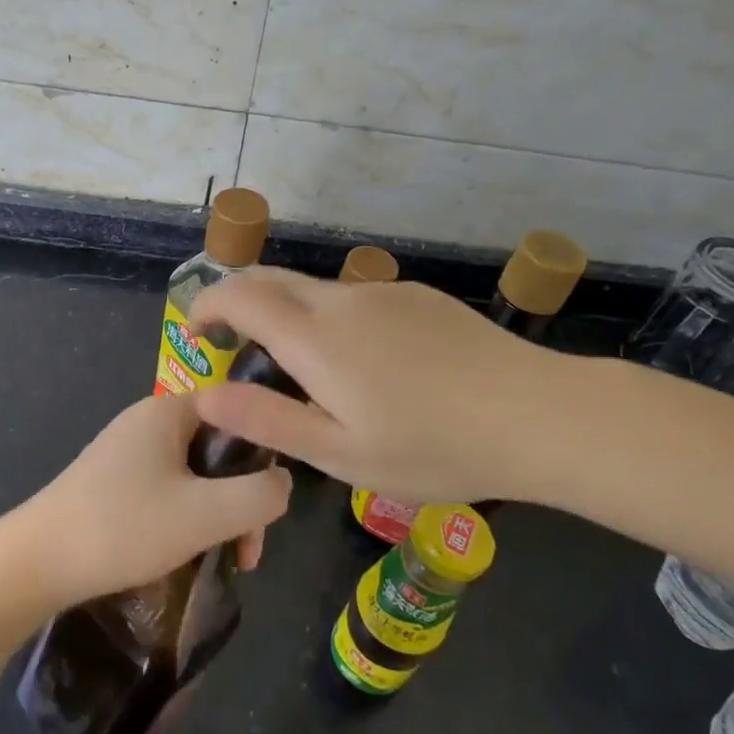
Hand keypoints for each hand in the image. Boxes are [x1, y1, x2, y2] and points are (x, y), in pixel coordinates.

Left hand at [20, 392, 291, 607]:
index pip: (238, 410)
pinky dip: (187, 517)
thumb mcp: (205, 514)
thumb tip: (282, 482)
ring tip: (222, 560)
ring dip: (216, 514)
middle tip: (246, 551)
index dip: (264, 453)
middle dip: (241, 497)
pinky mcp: (113, 481)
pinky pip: (168, 489)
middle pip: (218, 447)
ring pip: (195, 474)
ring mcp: (127, 451)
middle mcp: (147, 421)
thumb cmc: (124, 527)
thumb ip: (259, 495)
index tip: (270, 504)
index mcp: (168, 411)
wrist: (36, 562)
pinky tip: (185, 553)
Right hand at [189, 267, 582, 507]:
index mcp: (315, 338)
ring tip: (302, 368)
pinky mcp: (417, 296)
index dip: (207, 305)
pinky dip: (330, 318)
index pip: (240, 296)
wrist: (538, 414)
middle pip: (272, 280)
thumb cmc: (433, 446)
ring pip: (314, 291)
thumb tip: (204, 394)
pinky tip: (365, 364)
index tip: (195, 330)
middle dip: (238, 299)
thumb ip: (268, 419)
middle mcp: (342, 300)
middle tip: (231, 342)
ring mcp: (383, 293)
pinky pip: (355, 299)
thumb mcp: (341, 453)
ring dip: (287, 313)